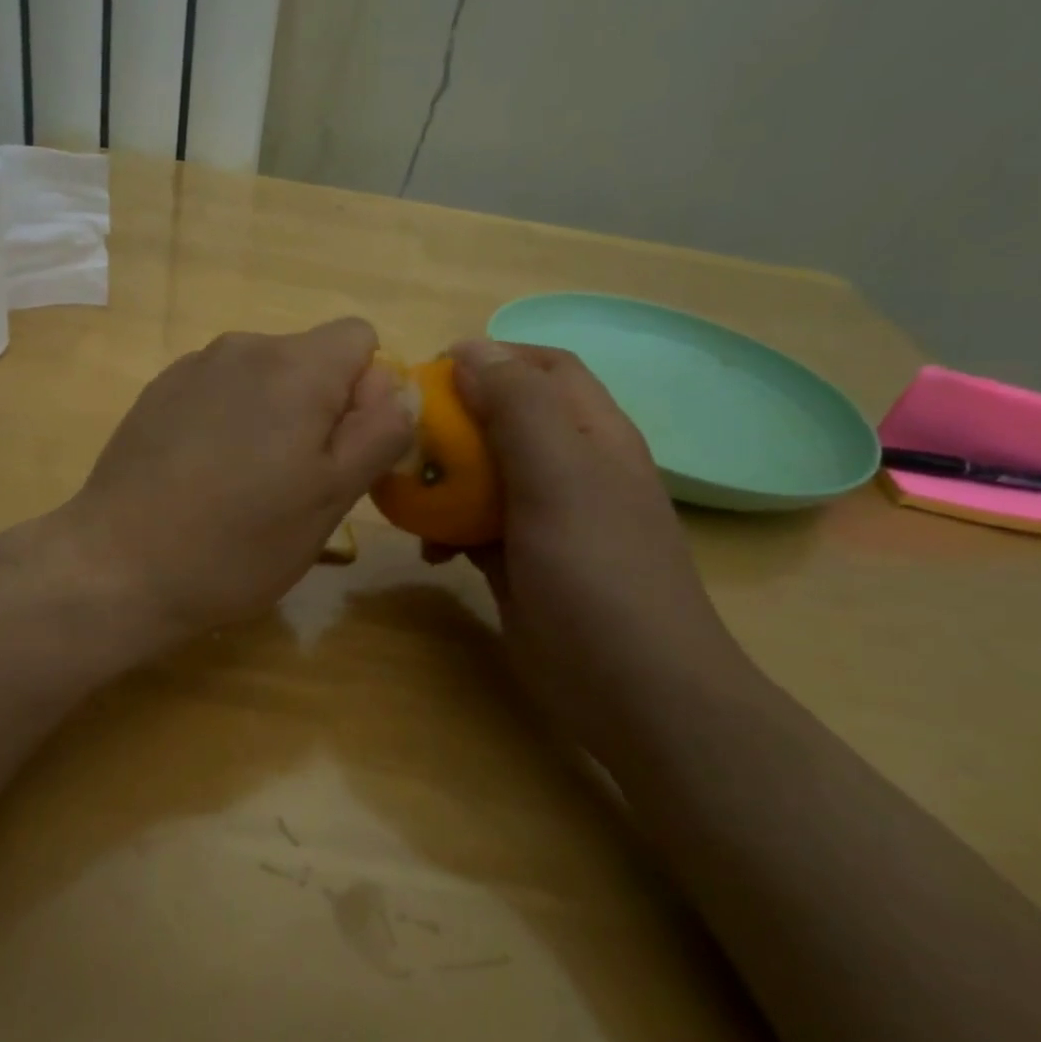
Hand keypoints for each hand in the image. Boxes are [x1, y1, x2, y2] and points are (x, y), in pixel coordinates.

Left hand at [58, 319, 412, 640]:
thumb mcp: (331, 497)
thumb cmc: (238, 542)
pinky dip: (228, 422)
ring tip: (246, 485)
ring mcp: (193, 367)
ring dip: (273, 417)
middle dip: (320, 407)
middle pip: (310, 358)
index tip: (343, 452)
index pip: (360, 339)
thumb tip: (396, 387)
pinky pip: (219, 392)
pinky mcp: (158, 392)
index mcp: (295, 366)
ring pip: (264, 378)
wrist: (118, 566)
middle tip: (297, 482)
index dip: (367, 393)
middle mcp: (244, 346)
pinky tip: (204, 476)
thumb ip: (378, 431)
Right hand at [445, 340, 761, 751]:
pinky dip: (448, 530)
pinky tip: (430, 552)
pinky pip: (476, 527)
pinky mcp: (522, 563)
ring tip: (406, 494)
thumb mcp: (560, 479)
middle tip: (406, 437)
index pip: (544, 369)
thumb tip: (470, 348)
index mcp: (592, 435)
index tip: (431, 374)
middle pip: (506, 420)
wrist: (634, 693)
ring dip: (445, 478)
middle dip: (456, 421)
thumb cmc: (599, 575)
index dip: (491, 358)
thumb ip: (518, 409)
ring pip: (485, 475)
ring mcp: (546, 519)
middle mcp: (571, 469)